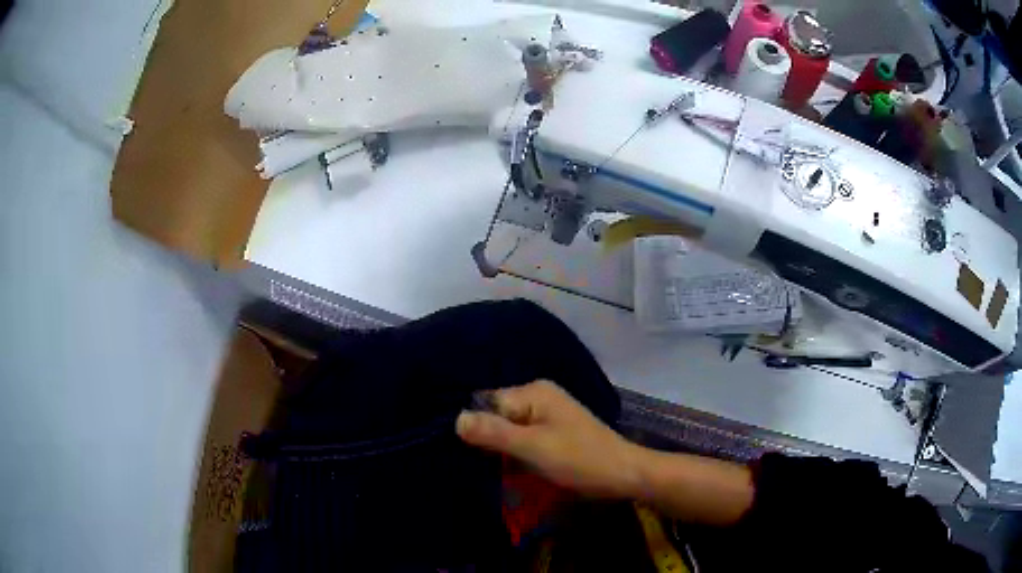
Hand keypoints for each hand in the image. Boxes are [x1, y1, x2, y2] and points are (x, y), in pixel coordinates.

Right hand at [456, 380, 641, 497]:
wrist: (624, 474)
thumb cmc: (580, 460)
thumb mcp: (533, 448)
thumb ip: (493, 433)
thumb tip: (455, 418)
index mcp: (534, 393)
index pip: (487, 403)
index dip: (474, 427)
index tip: (459, 451)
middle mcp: (539, 397)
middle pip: (498, 415)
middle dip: (486, 439)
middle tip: (470, 463)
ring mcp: (549, 415)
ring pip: (510, 430)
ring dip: (500, 449)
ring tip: (486, 469)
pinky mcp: (554, 432)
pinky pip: (524, 439)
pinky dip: (515, 453)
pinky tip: (508, 469)